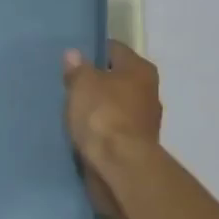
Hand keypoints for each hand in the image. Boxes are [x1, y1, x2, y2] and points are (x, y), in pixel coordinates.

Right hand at [63, 41, 162, 218]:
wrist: (121, 169)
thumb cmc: (103, 115)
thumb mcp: (82, 84)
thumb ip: (77, 68)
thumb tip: (74, 54)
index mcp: (141, 70)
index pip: (114, 50)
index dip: (93, 52)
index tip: (73, 60)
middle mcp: (149, 92)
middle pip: (117, 80)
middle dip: (96, 83)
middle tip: (69, 86)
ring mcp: (145, 123)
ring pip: (115, 107)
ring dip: (98, 110)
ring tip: (72, 112)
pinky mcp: (137, 148)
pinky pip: (113, 132)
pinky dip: (100, 132)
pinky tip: (82, 134)